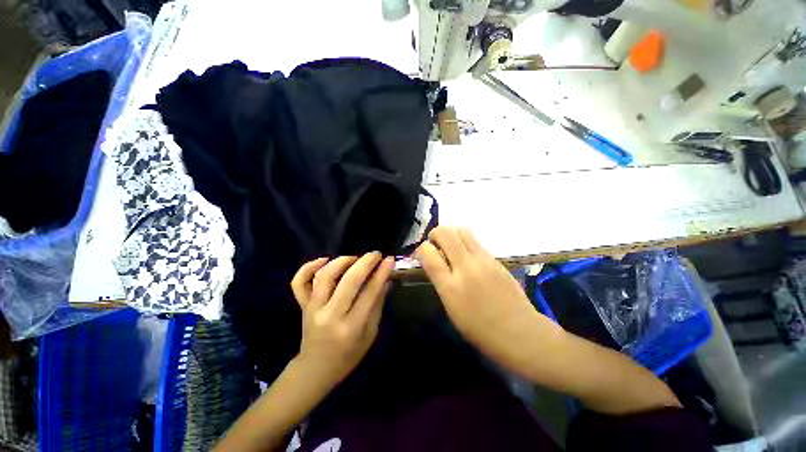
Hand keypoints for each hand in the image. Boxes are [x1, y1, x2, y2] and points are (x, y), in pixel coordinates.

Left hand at [290, 252, 393, 387]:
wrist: (315, 369)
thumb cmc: (348, 355)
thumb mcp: (370, 334)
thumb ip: (377, 305)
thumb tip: (386, 279)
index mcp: (351, 328)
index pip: (369, 293)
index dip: (381, 273)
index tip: (389, 260)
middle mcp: (330, 316)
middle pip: (348, 281)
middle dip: (365, 263)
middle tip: (375, 254)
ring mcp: (312, 309)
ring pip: (324, 276)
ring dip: (341, 261)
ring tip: (354, 258)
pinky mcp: (302, 306)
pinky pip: (299, 282)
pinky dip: (308, 267)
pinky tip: (324, 260)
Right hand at [414, 226, 563, 375]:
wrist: (520, 332)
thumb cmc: (480, 329)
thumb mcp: (451, 308)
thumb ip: (440, 281)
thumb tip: (434, 261)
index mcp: (450, 286)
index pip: (428, 253)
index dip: (420, 249)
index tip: (421, 254)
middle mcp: (466, 267)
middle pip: (445, 233)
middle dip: (435, 233)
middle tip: (435, 244)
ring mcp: (484, 260)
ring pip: (462, 231)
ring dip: (451, 234)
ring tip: (450, 246)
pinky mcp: (496, 259)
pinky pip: (475, 241)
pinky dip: (465, 242)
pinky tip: (467, 256)